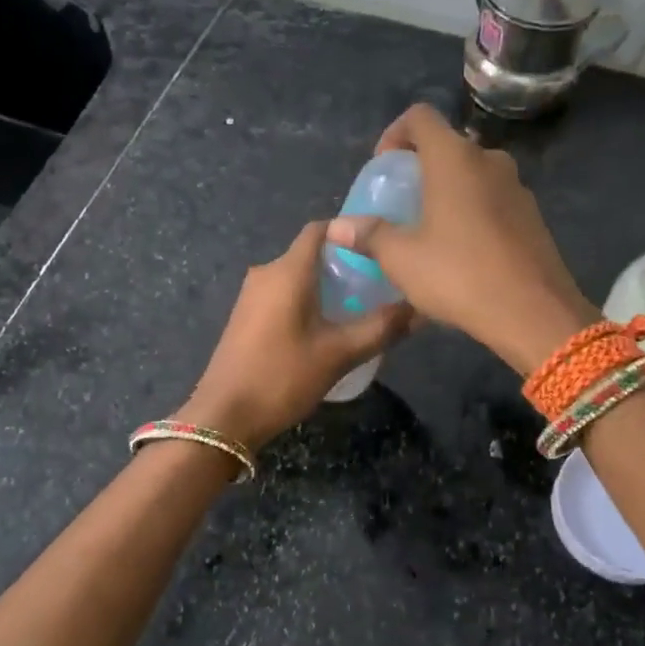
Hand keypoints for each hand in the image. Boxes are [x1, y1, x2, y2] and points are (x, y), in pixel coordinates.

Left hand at [177, 221, 411, 449]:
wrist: (224, 416)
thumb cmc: (282, 377)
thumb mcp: (339, 354)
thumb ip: (381, 328)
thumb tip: (420, 310)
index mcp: (287, 271)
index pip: (320, 229)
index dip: (351, 231)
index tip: (381, 247)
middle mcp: (265, 273)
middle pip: (311, 254)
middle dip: (345, 264)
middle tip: (381, 283)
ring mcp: (251, 296)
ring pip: (297, 277)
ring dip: (327, 286)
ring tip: (362, 307)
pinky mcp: (246, 317)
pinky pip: (283, 296)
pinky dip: (308, 302)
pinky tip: (329, 328)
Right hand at [327, 104, 598, 375]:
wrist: (533, 313)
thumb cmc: (459, 275)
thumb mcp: (402, 259)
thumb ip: (369, 235)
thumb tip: (337, 227)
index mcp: (454, 158)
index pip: (420, 117)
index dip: (394, 133)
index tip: (383, 167)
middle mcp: (489, 161)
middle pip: (448, 147)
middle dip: (421, 168)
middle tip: (402, 204)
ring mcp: (517, 187)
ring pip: (473, 175)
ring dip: (449, 191)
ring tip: (430, 231)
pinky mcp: (533, 216)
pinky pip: (494, 200)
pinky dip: (473, 212)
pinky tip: (463, 252)